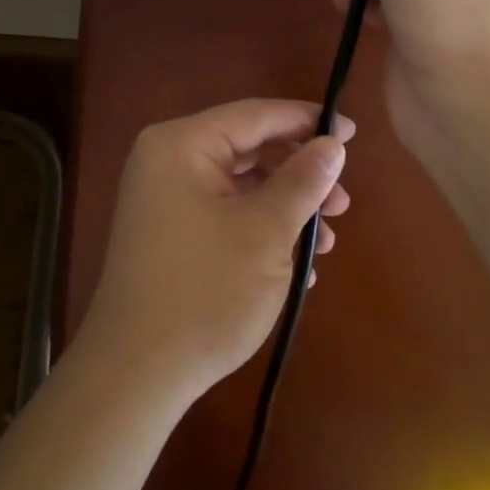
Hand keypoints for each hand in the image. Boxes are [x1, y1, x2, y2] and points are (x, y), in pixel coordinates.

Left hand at [76, 99, 353, 402]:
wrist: (136, 374)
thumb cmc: (205, 290)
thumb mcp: (265, 232)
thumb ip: (302, 181)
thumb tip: (331, 143)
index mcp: (181, 145)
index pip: (255, 115)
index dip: (307, 121)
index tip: (353, 134)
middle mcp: (167, 162)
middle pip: (248, 150)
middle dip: (299, 176)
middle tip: (342, 204)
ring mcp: (165, 200)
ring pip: (240, 187)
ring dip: (286, 209)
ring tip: (325, 244)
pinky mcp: (170, 235)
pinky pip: (224, 214)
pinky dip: (260, 230)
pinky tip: (297, 266)